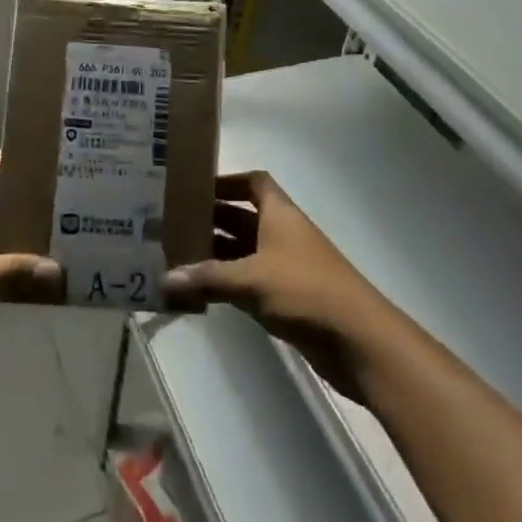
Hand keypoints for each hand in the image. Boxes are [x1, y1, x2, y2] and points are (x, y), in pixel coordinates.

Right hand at [163, 171, 394, 401]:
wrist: (357, 339)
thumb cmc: (304, 290)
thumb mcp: (251, 279)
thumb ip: (208, 277)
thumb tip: (163, 278)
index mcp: (280, 213)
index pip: (254, 183)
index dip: (227, 181)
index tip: (196, 189)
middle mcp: (283, 233)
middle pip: (244, 217)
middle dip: (212, 219)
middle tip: (173, 223)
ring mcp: (287, 266)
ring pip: (245, 251)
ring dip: (217, 253)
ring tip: (178, 256)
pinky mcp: (288, 298)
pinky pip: (250, 281)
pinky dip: (228, 282)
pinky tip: (201, 291)